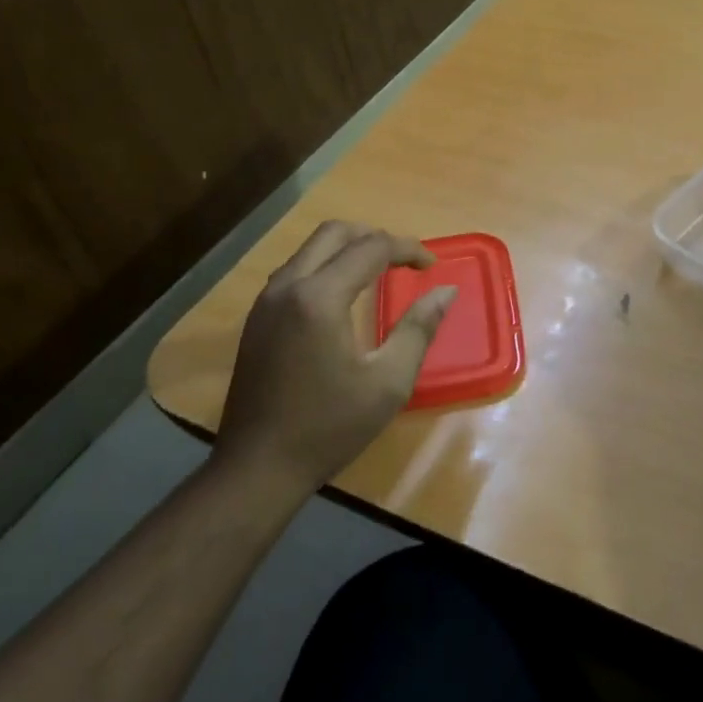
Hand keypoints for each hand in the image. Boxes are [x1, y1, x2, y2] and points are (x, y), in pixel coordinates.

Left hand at [214, 221, 456, 489]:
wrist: (257, 468)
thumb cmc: (329, 427)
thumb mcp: (388, 382)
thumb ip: (419, 328)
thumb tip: (445, 290)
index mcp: (320, 298)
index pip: (371, 248)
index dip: (407, 249)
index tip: (431, 266)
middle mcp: (288, 286)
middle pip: (335, 233)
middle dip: (375, 236)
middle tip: (405, 260)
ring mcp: (266, 301)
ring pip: (311, 248)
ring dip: (348, 249)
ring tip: (380, 272)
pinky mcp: (257, 318)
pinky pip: (296, 270)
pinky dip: (326, 266)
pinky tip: (344, 296)